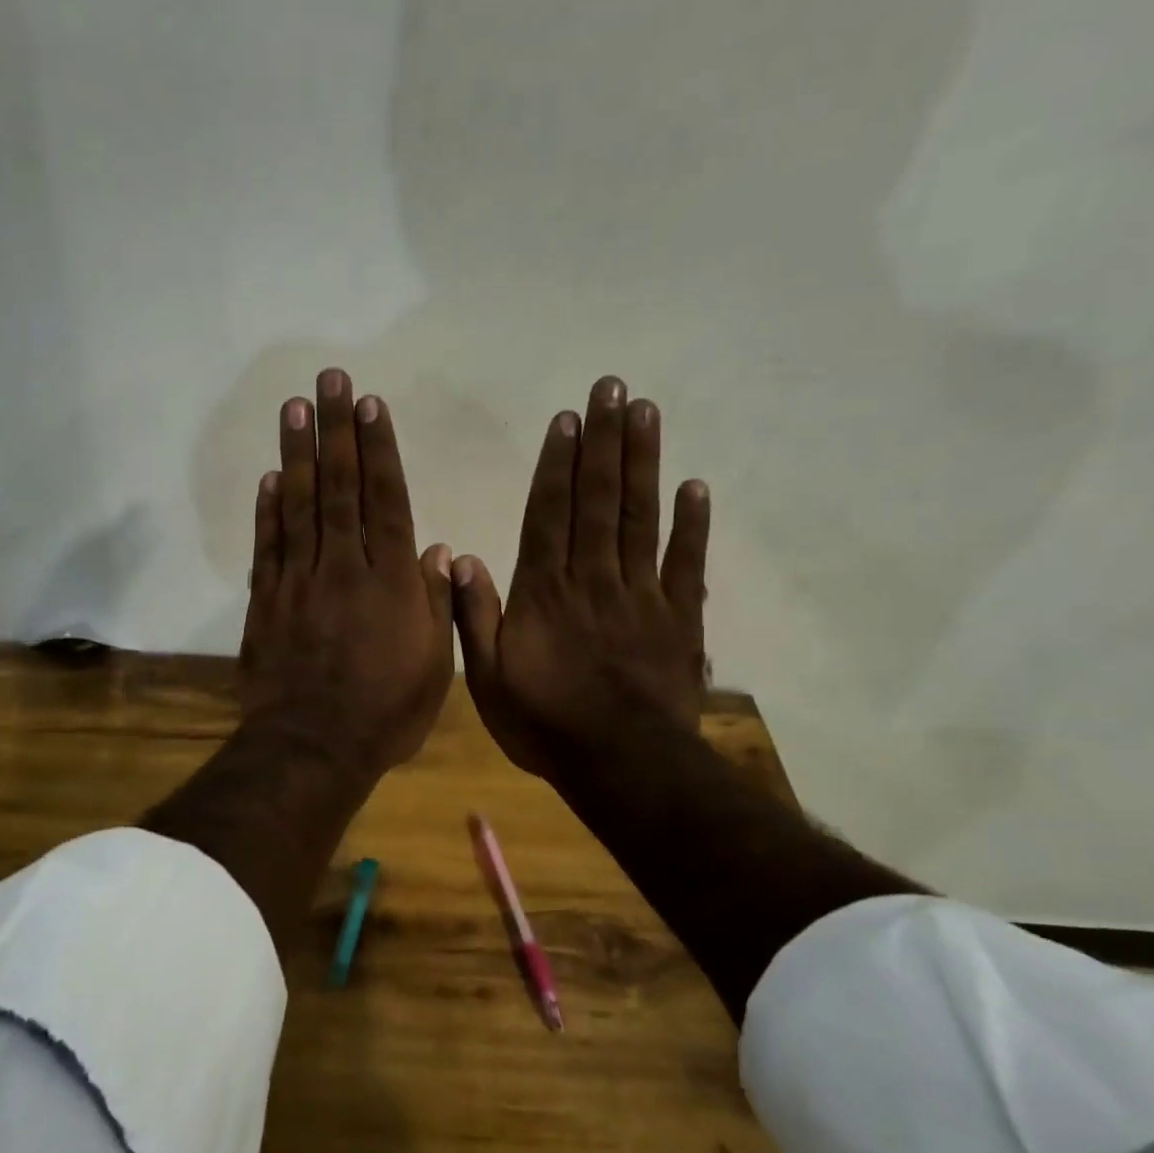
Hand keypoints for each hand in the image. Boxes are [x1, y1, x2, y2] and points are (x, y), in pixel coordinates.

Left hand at [241, 368, 454, 774]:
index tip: (369, 404)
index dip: (377, 448)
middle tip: (327, 380)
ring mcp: (298, 581)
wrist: (314, 746)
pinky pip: (266, 547)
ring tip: (294, 408)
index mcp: (391, 580)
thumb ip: (436, 602)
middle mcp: (343, 567)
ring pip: (299, 506)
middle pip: (338, 487)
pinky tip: (270, 477)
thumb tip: (439, 549)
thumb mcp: (436, 664)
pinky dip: (267, 510)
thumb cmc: (386, 712)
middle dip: (334, 430)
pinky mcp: (264, 602)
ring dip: (297, 453)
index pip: (385, 499)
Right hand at [451, 376, 709, 776]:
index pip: (549, 515)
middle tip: (612, 387)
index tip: (567, 418)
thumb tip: (460, 557)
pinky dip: (691, 523)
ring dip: (642, 463)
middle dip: (603, 441)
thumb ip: (474, 616)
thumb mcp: (487, 678)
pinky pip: (686, 562)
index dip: (557, 464)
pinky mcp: (679, 618)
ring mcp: (641, 595)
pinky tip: (693, 485)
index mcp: (544, 593)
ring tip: (646, 412)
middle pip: (598, 500)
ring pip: (639, 517)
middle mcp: (592, 579)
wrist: (621, 764)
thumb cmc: (545, 724)